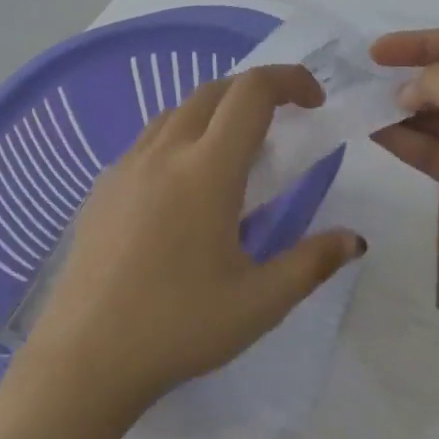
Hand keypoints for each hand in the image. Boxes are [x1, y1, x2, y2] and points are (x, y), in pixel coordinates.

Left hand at [16, 65, 365, 424]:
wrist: (85, 357)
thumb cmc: (179, 327)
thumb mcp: (260, 302)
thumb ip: (312, 262)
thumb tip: (353, 239)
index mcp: (206, 170)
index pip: (251, 93)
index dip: (289, 81)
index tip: (314, 103)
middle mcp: (162, 153)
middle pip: (212, 92)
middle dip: (253, 93)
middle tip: (280, 127)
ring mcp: (124, 168)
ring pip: (174, 113)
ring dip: (212, 114)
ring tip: (232, 157)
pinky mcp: (100, 190)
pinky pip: (146, 142)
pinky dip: (177, 140)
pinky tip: (182, 190)